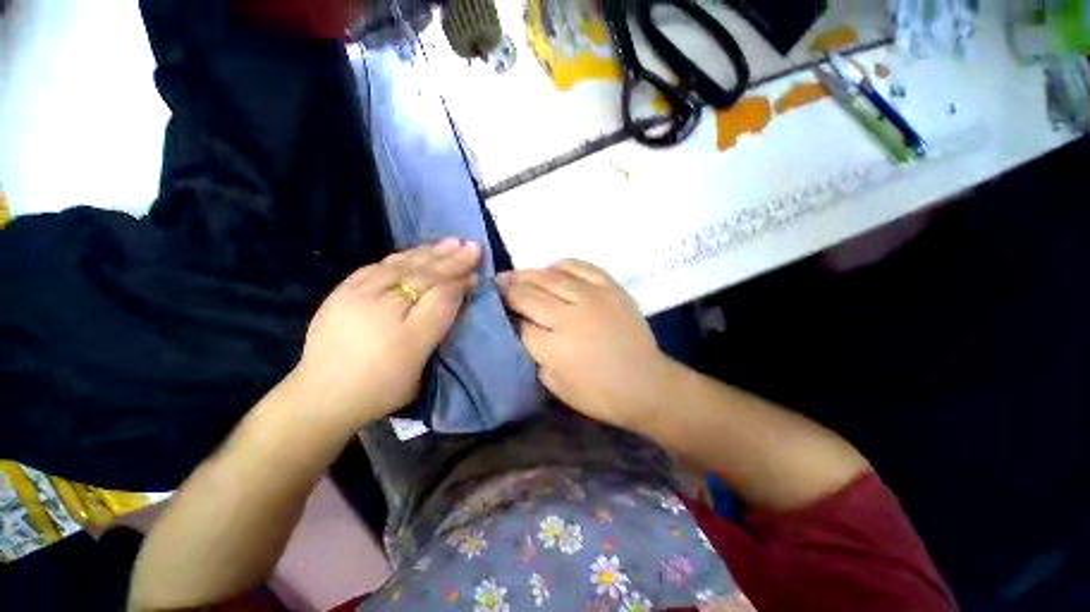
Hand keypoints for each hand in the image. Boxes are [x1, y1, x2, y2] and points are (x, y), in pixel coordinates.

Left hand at [290, 238, 481, 433]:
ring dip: (429, 252)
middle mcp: (381, 303)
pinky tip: (414, 251)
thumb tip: (457, 292)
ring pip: (401, 266)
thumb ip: (438, 321)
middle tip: (471, 246)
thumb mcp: (419, 363)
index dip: (460, 281)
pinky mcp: (343, 292)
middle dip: (450, 259)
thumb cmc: (381, 385)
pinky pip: (378, 266)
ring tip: (449, 242)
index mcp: (405, 327)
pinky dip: (401, 256)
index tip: (476, 273)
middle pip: (423, 274)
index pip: (440, 294)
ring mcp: (358, 294)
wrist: (322, 395)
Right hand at [498, 260, 674, 430]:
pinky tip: (550, 270)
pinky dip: (560, 265)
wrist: (646, 383)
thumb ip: (533, 352)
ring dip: (527, 273)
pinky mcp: (610, 287)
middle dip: (507, 288)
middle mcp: (570, 316)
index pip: (518, 323)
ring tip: (515, 275)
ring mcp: (592, 297)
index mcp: (555, 347)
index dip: (504, 315)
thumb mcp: (554, 383)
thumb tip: (520, 326)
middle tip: (496, 283)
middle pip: (528, 294)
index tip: (495, 309)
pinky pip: (579, 266)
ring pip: (549, 276)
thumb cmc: (599, 394)